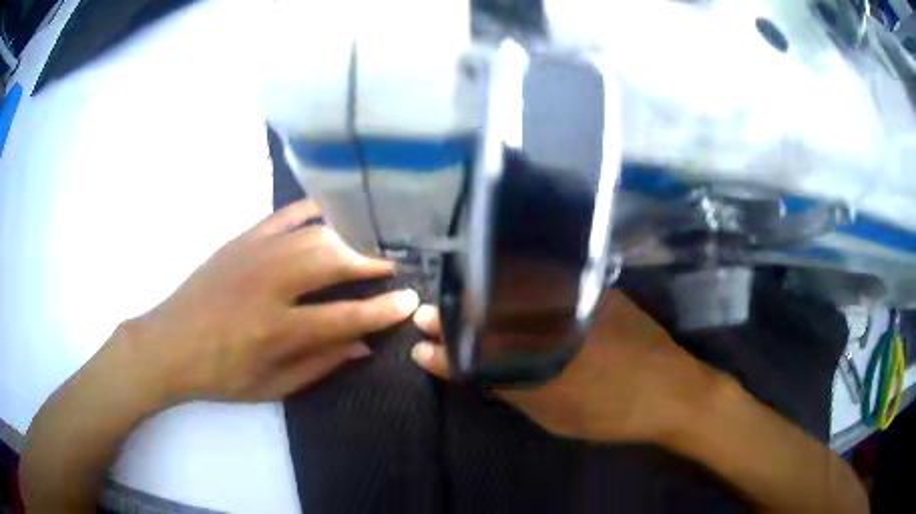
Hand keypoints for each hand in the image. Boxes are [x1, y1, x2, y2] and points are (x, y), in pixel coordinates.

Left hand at [119, 199, 418, 404]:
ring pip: (312, 234)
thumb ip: (319, 365)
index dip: (383, 309)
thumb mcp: (271, 387)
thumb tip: (362, 345)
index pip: (345, 316)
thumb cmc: (219, 375)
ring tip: (360, 250)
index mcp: (276, 330)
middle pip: (332, 260)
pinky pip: (282, 217)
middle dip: (369, 263)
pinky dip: (309, 213)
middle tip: (388, 268)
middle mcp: (269, 285)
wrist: (169, 344)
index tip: (410, 301)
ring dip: (345, 240)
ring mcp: (253, 255)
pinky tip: (326, 217)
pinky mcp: (240, 240)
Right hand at [410, 290, 717, 441]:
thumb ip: (497, 380)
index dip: (445, 335)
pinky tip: (501, 298)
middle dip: (456, 312)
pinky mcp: (592, 284)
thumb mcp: (548, 409)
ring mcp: (575, 289)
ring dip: (480, 299)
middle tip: (432, 320)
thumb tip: (443, 359)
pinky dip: (514, 290)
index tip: (422, 337)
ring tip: (460, 312)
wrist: (673, 390)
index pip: (477, 330)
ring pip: (513, 286)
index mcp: (540, 338)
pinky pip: (542, 279)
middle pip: (489, 300)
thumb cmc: (609, 410)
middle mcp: (554, 304)